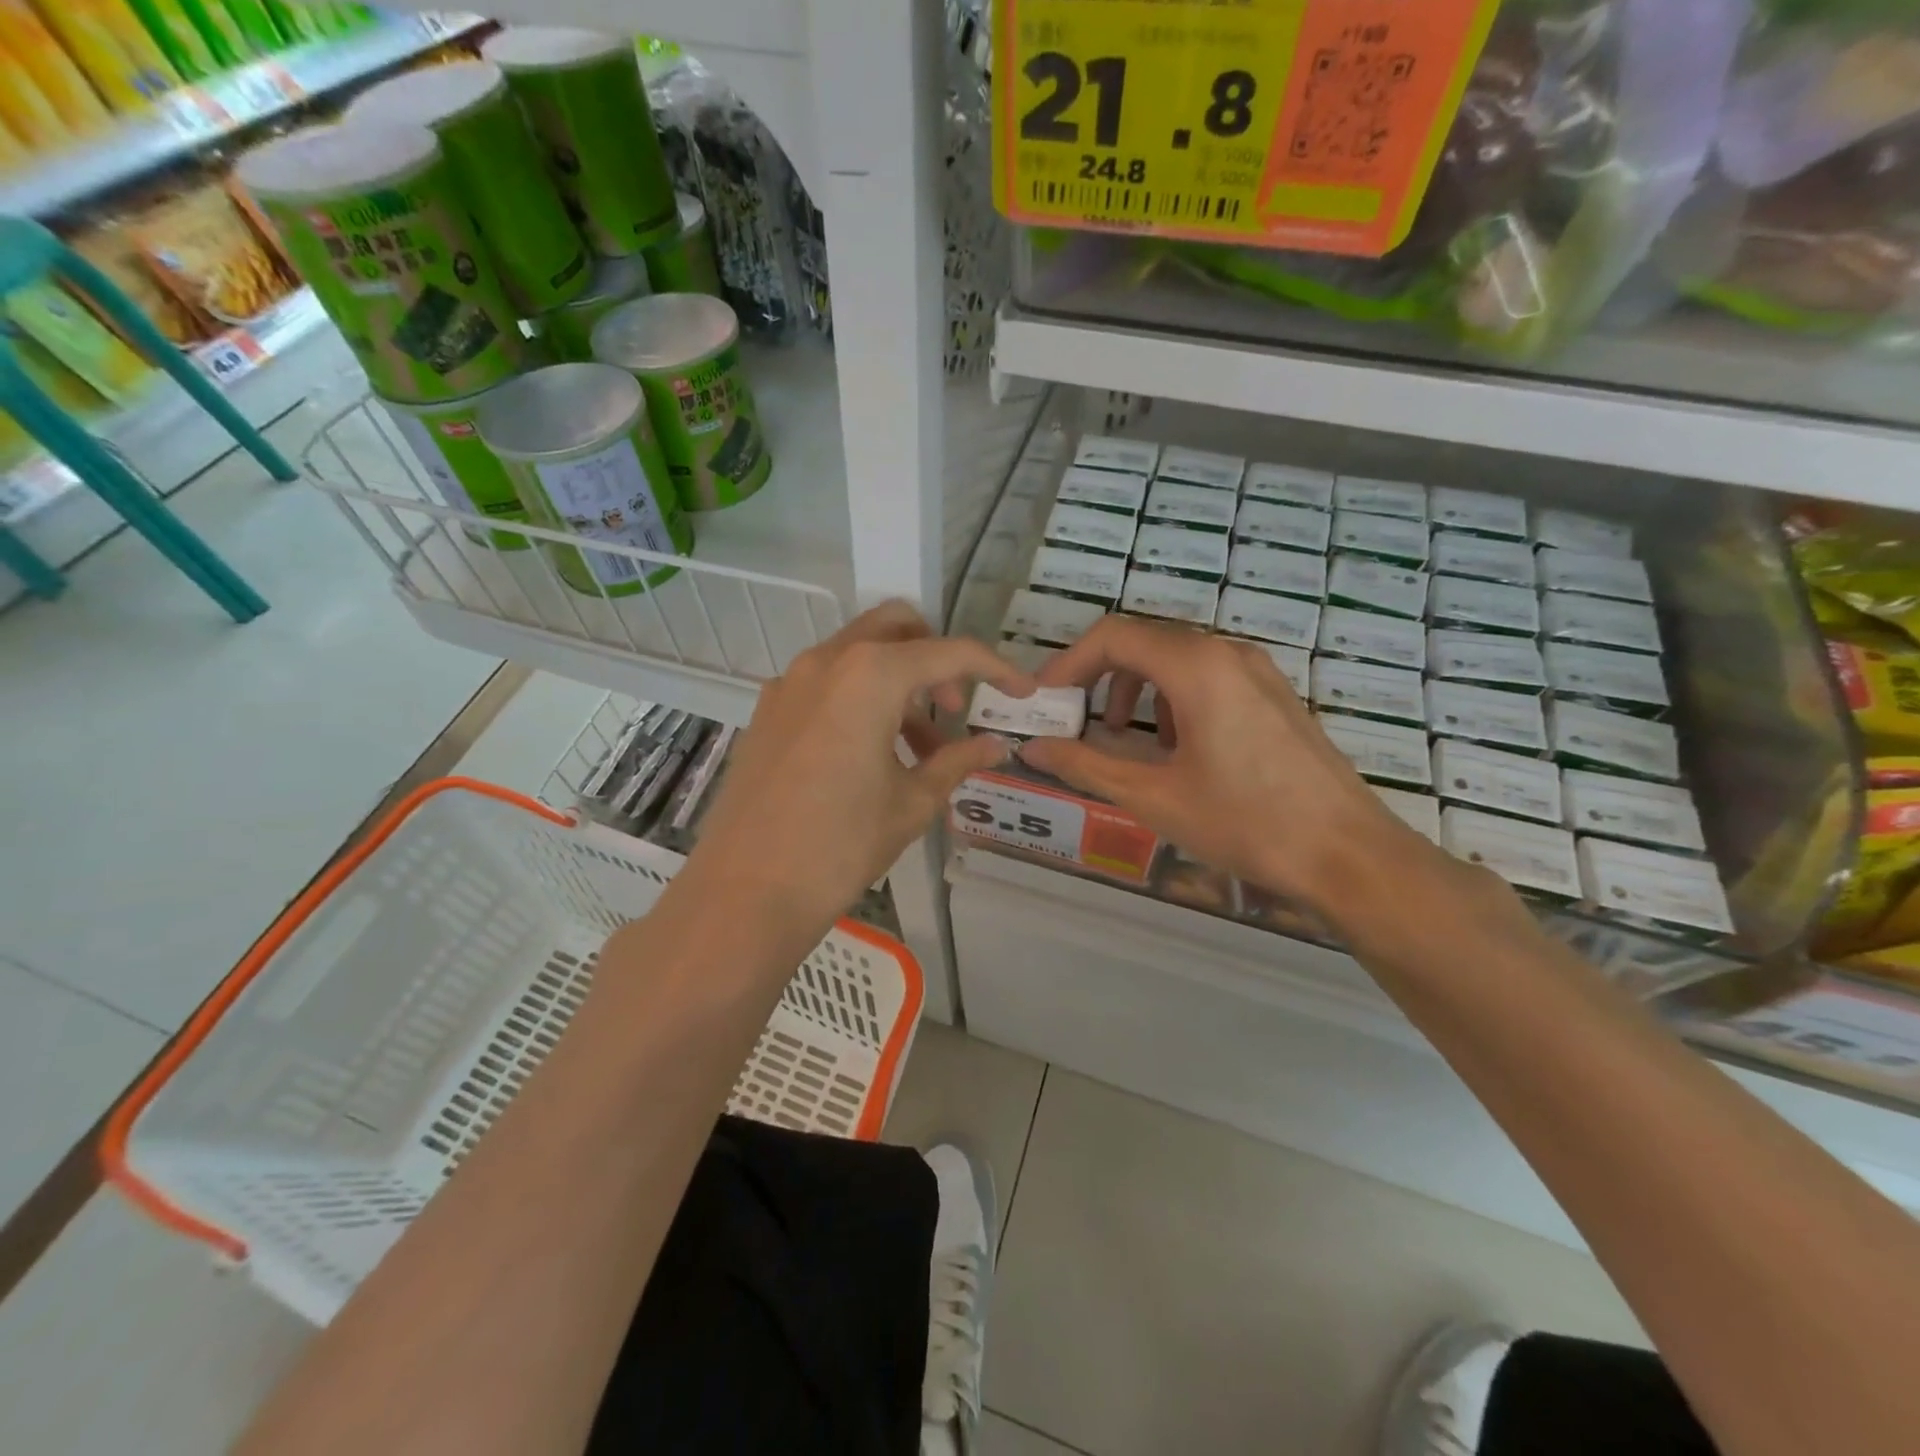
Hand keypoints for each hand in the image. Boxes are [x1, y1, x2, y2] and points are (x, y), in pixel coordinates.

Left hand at [681, 602, 1030, 940]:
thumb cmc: (840, 844)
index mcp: (870, 675)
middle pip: (897, 628)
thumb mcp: (912, 802)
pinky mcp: (768, 710)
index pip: (949, 652)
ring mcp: (790, 682)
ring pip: (859, 654)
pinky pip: (827, 682)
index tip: (1022, 693)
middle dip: (937, 657)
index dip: (995, 669)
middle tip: (953, 708)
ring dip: (899, 682)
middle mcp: (827, 660)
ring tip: (919, 750)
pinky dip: (861, 697)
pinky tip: (870, 754)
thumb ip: (958, 761)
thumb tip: (997, 745)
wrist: (746, 890)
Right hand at [1021, 616, 1446, 923]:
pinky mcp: (1273, 693)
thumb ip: (1085, 764)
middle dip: (1098, 676)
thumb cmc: (1245, 823)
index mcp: (1196, 667)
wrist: (1347, 855)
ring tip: (1121, 737)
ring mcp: (1257, 670)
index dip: (1068, 663)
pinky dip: (1172, 697)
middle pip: (1143, 641)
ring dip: (1135, 687)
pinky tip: (1175, 747)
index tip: (1044, 701)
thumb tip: (1032, 748)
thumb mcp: (1153, 796)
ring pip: (1176, 657)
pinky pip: (1207, 675)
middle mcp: (1227, 653)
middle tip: (1072, 718)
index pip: (1113, 636)